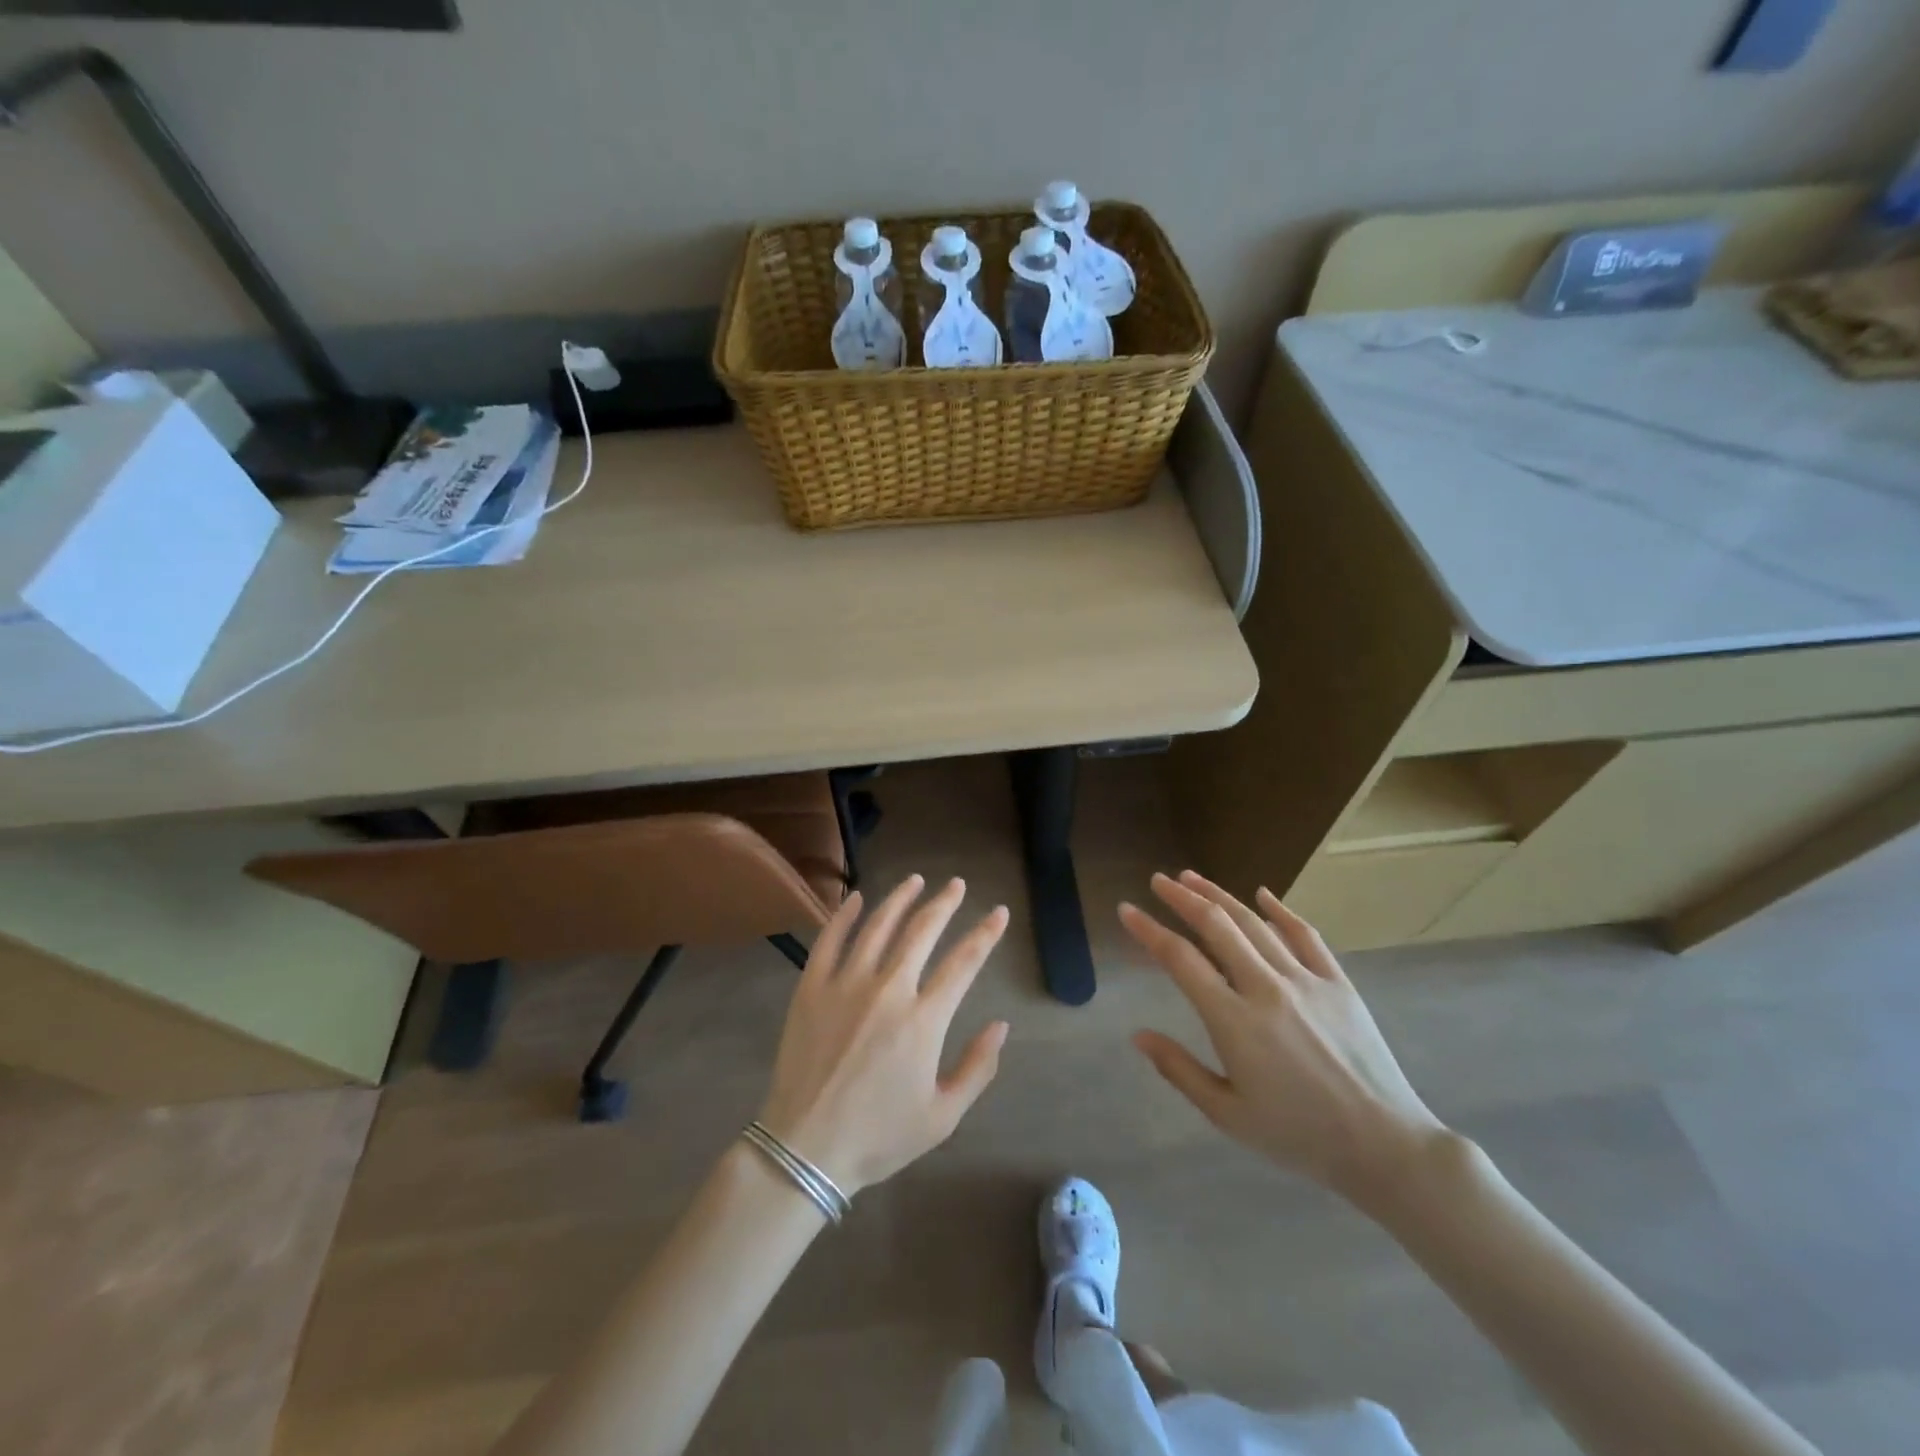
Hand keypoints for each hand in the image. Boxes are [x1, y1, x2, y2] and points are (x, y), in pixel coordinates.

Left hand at [758, 875, 1010, 1196]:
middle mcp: (888, 990)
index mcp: (923, 1020)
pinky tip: (856, 898)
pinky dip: (844, 915)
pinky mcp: (811, 988)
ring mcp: (845, 984)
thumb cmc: (878, 1137)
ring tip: (915, 881)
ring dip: (900, 899)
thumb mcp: (942, 1116)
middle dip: (944, 903)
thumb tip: (1001, 1025)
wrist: (806, 1149)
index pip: (964, 962)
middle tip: (955, 885)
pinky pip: (829, 940)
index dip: (985, 933)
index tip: (998, 912)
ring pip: (878, 926)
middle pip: (922, 931)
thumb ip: (977, 1068)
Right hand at [1120, 871, 1446, 1204]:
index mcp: (1234, 1021)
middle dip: (1181, 898)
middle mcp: (1266, 988)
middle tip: (1157, 880)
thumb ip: (1179, 1070)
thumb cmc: (1298, 1136)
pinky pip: (1306, 935)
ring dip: (1219, 895)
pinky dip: (1280, 910)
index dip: (1149, 930)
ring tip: (1192, 877)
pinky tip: (1262, 894)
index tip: (1127, 910)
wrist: (1384, 1146)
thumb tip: (1138, 1035)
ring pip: (1254, 923)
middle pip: (1216, 927)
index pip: (1180, 960)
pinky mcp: (1338, 983)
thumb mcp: (1227, 1114)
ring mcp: (1306, 980)